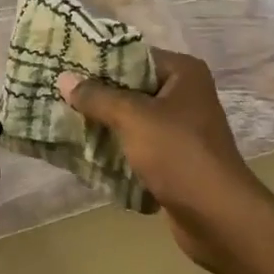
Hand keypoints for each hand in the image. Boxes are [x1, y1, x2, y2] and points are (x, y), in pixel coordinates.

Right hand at [56, 50, 273, 269]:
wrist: (218, 217)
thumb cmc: (178, 154)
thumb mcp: (132, 118)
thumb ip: (97, 96)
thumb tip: (64, 78)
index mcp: (183, 73)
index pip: (133, 55)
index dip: (98, 61)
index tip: (64, 66)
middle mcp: (185, 95)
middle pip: (130, 87)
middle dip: (96, 95)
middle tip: (56, 94)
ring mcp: (181, 129)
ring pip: (131, 119)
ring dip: (102, 124)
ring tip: (62, 121)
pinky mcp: (174, 159)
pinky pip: (137, 145)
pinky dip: (115, 149)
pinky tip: (83, 152)